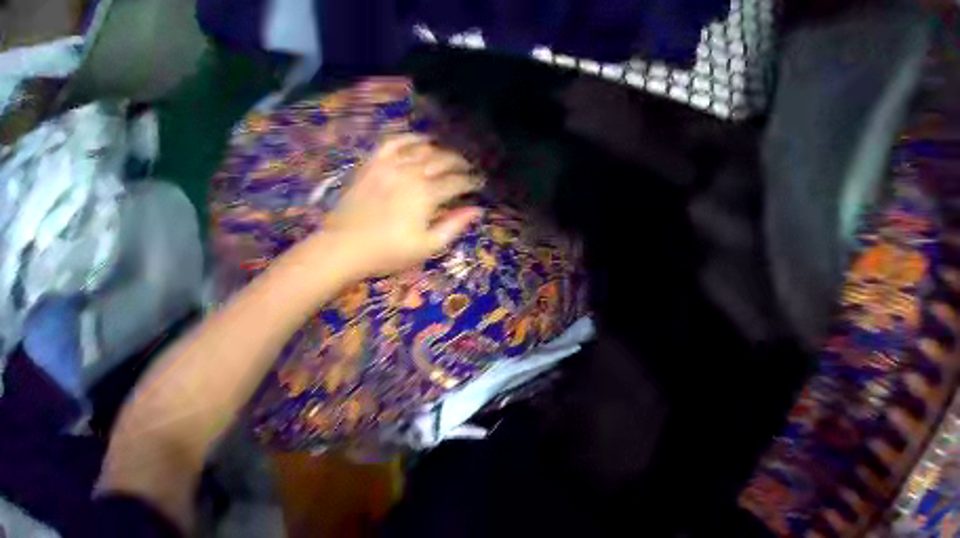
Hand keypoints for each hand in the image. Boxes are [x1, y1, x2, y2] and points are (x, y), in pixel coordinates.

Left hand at [313, 134, 483, 279]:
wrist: (343, 246)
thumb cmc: (387, 252)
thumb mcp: (426, 247)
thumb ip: (453, 226)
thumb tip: (477, 210)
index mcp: (427, 194)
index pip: (457, 182)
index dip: (471, 182)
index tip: (479, 184)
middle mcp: (412, 172)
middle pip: (443, 160)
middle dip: (460, 163)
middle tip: (467, 169)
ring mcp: (390, 164)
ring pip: (422, 149)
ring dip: (440, 150)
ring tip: (447, 156)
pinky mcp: (373, 162)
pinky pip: (394, 142)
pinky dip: (410, 137)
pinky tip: (420, 140)